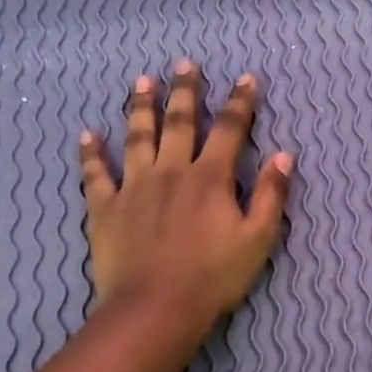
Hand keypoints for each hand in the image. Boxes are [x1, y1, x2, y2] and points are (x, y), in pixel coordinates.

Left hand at [80, 61, 292, 329]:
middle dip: (185, 91)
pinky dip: (92, 153)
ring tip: (142, 81)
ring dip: (141, 107)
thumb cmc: (214, 276)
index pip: (229, 130)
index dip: (240, 102)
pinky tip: (87, 135)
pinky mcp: (105, 207)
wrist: (156, 307)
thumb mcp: (258, 239)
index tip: (246, 78)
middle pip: (179, 122)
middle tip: (185, 64)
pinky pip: (96, 174)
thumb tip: (284, 155)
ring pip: (137, 137)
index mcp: (210, 178)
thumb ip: (271, 195)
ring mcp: (134, 186)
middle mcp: (171, 171)